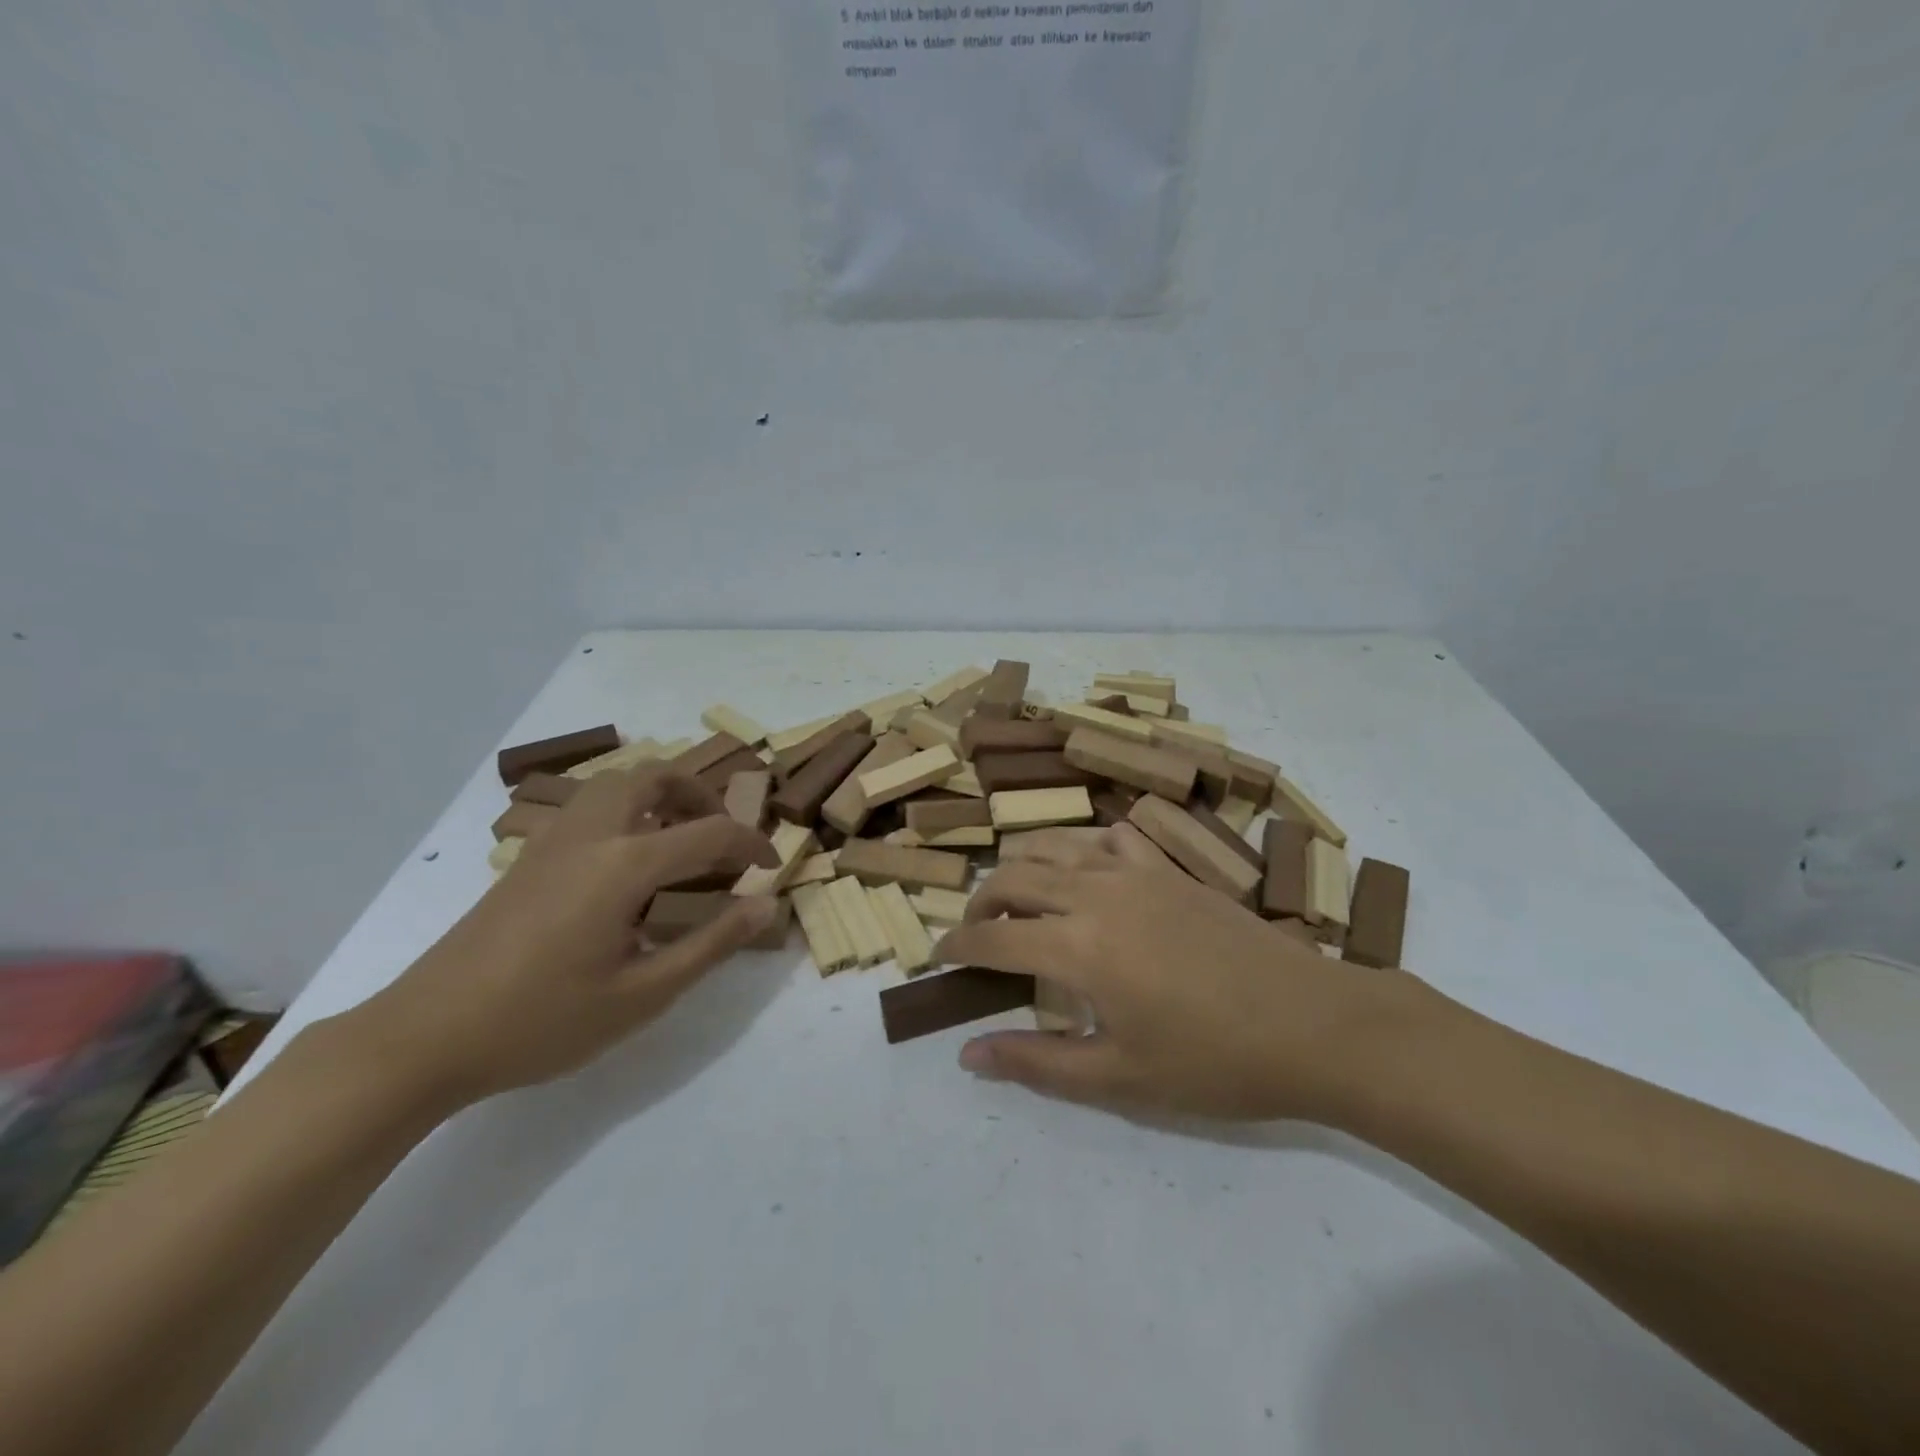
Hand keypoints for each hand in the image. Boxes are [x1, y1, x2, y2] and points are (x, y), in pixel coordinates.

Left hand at [347, 765, 778, 1106]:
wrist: (425, 1037)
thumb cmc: (542, 1021)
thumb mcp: (643, 994)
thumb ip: (712, 943)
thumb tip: (765, 905)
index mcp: (624, 865)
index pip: (709, 832)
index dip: (751, 844)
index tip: (770, 868)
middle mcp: (591, 834)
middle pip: (655, 776)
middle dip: (700, 795)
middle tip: (720, 837)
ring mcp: (553, 841)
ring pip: (616, 783)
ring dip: (659, 795)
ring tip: (678, 841)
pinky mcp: (529, 857)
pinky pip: (590, 806)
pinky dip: (626, 810)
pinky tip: (627, 865)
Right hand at [934, 824, 1428, 1121]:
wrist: (1315, 1024)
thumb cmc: (1215, 1062)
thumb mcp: (1120, 1079)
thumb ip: (1037, 1063)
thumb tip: (968, 1054)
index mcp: (1079, 946)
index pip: (993, 938)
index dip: (956, 948)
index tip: (937, 960)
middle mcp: (1096, 893)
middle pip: (1013, 878)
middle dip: (980, 904)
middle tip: (975, 936)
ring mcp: (1136, 871)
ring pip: (1054, 847)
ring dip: (1022, 870)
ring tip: (1018, 900)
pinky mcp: (1169, 868)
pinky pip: (1107, 839)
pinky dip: (1080, 850)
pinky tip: (1088, 876)